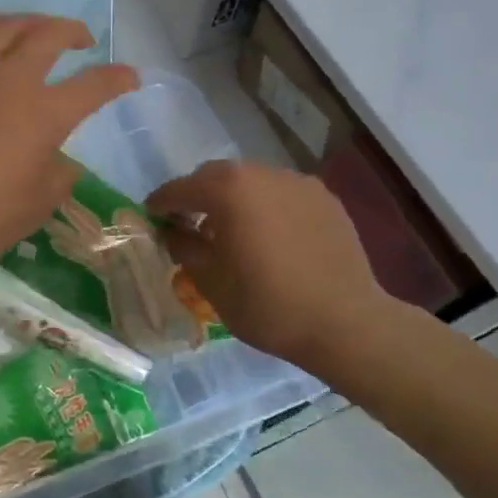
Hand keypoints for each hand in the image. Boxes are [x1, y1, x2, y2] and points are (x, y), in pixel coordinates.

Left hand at [0, 16, 137, 285]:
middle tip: (82, 40)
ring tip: (37, 29)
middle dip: (72, 30)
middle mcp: (8, 81)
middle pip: (47, 35)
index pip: (93, 85)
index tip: (130, 77)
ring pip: (2, 26)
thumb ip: (58, 176)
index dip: (117, 79)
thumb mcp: (35, 207)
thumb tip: (61, 159)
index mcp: (43, 114)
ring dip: (28, 20)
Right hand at [148, 160, 424, 384]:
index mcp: (227, 190)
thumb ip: (184, 247)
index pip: (180, 188)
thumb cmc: (268, 304)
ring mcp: (297, 182)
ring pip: (251, 182)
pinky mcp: (324, 198)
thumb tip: (173, 232)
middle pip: (216, 177)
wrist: (347, 324)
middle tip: (189, 224)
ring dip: (234, 200)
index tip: (151, 215)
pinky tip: (271, 237)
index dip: (161, 202)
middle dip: (198, 196)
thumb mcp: (210, 281)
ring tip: (233, 231)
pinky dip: (267, 207)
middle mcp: (261, 173)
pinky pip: (282, 194)